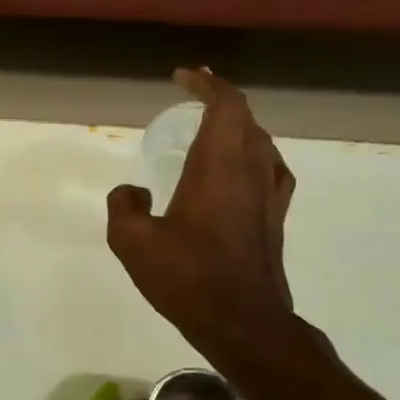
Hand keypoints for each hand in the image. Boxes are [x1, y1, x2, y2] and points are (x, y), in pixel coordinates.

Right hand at [107, 69, 295, 348]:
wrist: (243, 322)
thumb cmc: (187, 277)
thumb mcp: (132, 242)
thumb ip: (123, 206)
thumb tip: (132, 191)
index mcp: (218, 166)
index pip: (225, 106)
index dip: (207, 84)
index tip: (183, 77)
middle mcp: (250, 171)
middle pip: (245, 117)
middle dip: (220, 98)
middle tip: (192, 95)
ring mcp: (269, 195)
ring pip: (260, 141)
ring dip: (237, 125)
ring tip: (211, 127)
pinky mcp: (275, 218)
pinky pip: (270, 168)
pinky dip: (253, 153)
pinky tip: (240, 170)